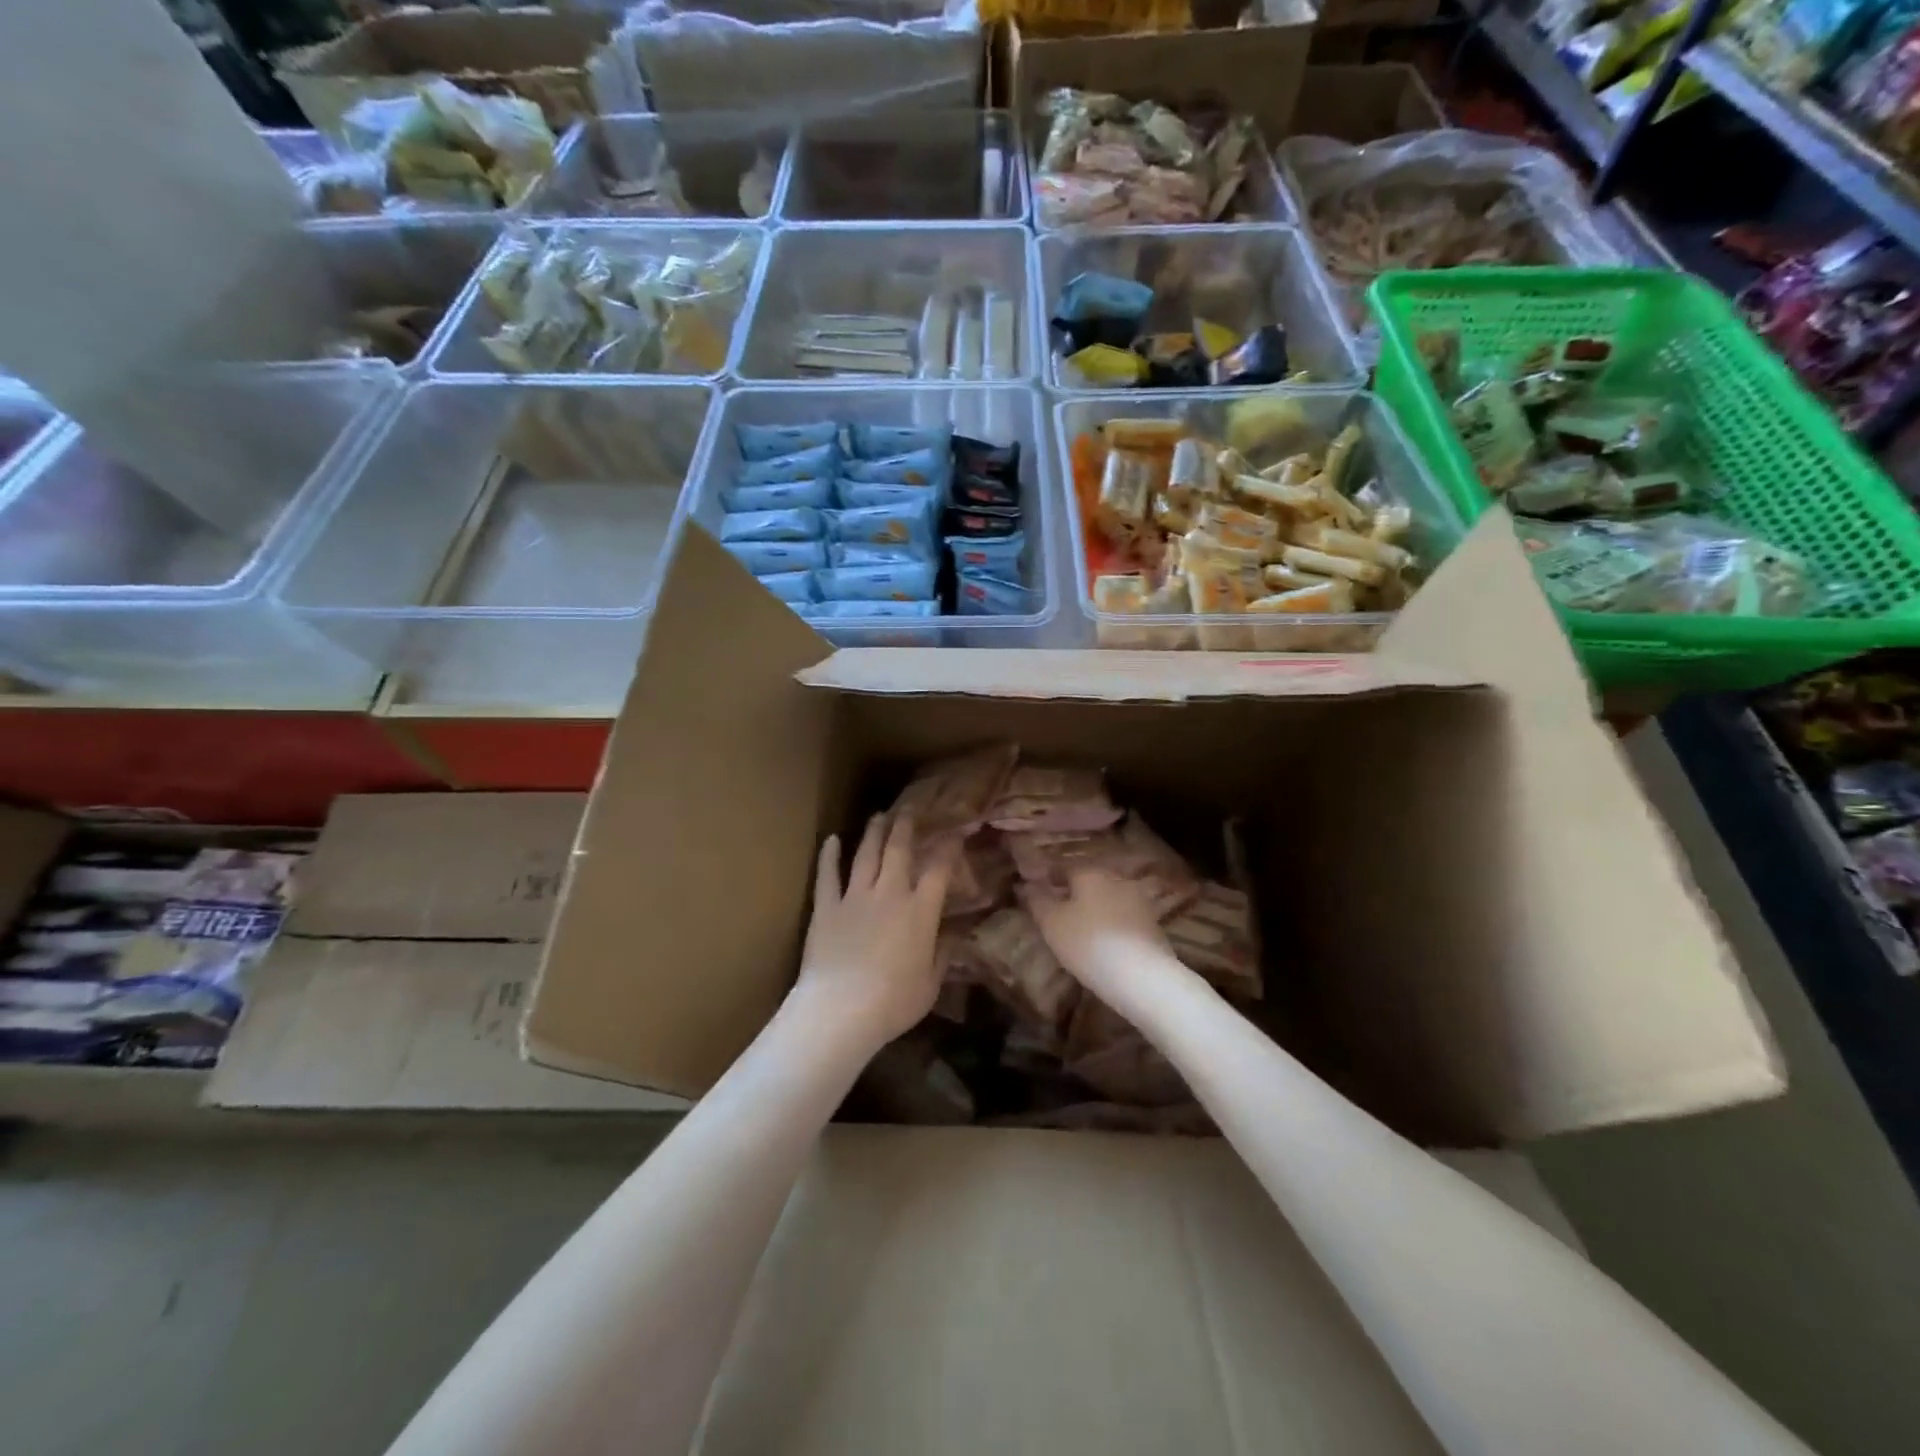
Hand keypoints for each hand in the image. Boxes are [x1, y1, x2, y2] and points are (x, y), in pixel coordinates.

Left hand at [792, 812, 954, 1050]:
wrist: (840, 1010)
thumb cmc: (893, 1003)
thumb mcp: (930, 983)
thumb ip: (943, 954)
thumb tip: (955, 934)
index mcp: (920, 911)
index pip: (939, 869)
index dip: (949, 847)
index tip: (956, 832)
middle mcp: (889, 893)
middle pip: (899, 849)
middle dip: (906, 826)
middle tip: (910, 809)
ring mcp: (855, 897)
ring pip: (866, 854)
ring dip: (874, 832)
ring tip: (879, 815)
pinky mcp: (826, 907)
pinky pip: (827, 875)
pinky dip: (829, 855)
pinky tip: (830, 839)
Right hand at [1022, 868, 1184, 1006]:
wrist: (1142, 976)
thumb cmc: (1087, 943)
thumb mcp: (1052, 923)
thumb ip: (1038, 900)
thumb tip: (1026, 885)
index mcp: (1090, 872)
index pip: (1063, 867)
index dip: (1049, 878)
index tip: (1038, 892)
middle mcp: (1116, 878)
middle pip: (1089, 881)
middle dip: (1074, 892)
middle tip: (1059, 912)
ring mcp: (1139, 900)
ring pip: (1109, 898)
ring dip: (1095, 908)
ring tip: (1081, 929)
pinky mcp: (1153, 923)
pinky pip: (1124, 916)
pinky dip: (1112, 923)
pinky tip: (1105, 941)